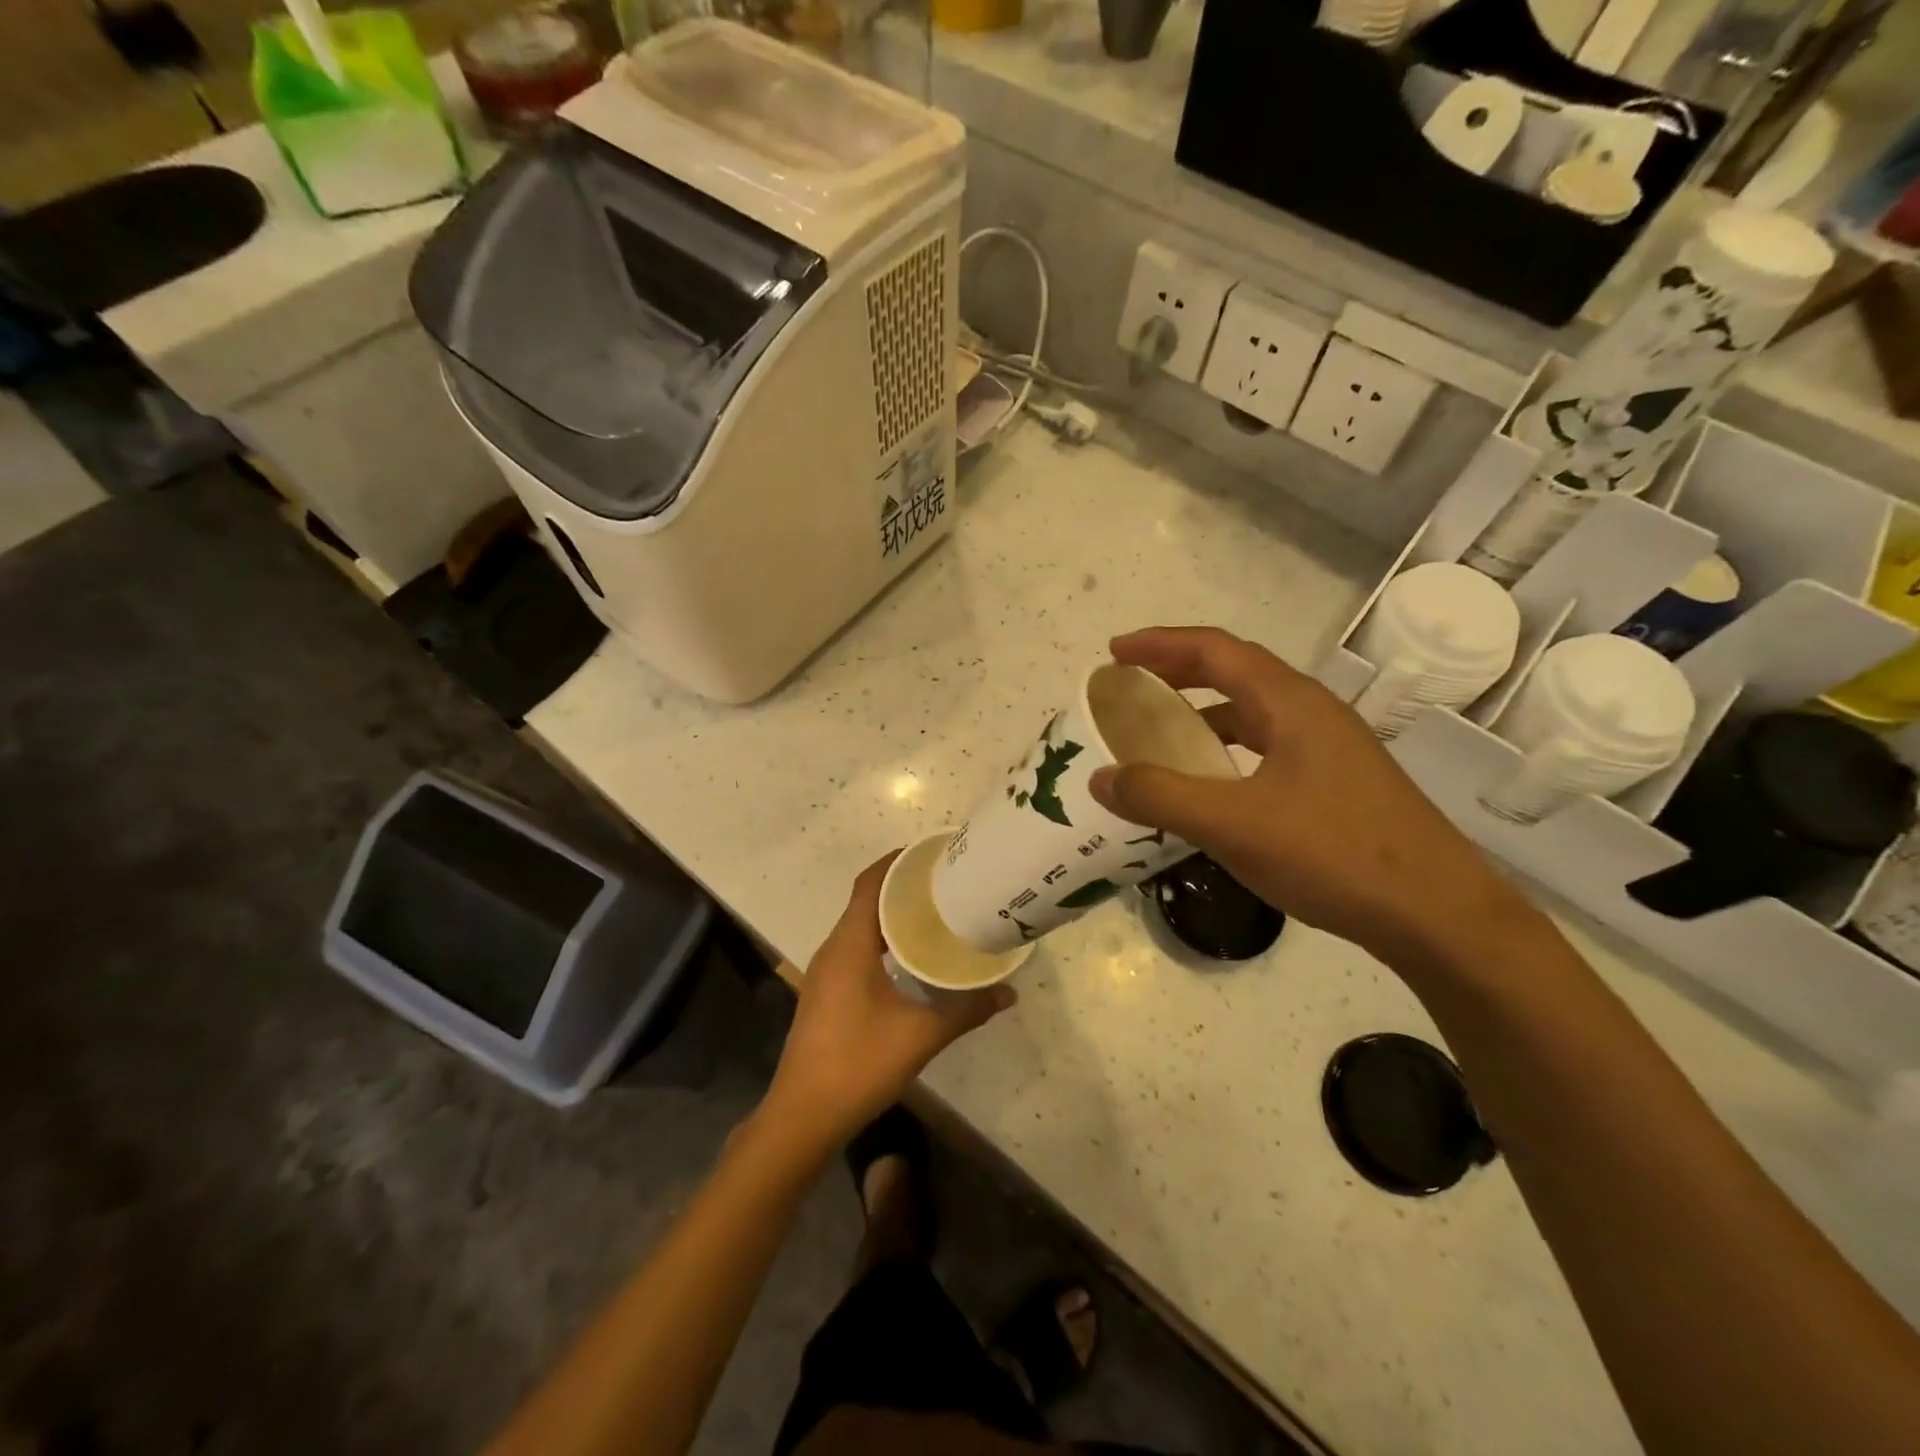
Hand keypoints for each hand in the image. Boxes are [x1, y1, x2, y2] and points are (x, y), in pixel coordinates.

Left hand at [762, 853, 1013, 1150]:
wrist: (802, 1115)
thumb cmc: (858, 1064)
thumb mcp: (920, 1036)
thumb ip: (966, 1011)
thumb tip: (1009, 993)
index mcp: (849, 945)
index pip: (870, 883)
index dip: (896, 861)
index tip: (931, 853)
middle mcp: (833, 949)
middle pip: (866, 900)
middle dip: (902, 887)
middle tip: (945, 883)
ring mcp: (826, 972)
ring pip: (860, 926)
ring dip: (892, 915)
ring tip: (934, 913)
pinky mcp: (826, 992)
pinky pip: (855, 948)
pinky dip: (882, 940)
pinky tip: (910, 958)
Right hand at [1088, 627, 1523, 964]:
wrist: (1438, 915)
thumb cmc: (1335, 855)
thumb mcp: (1234, 826)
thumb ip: (1161, 798)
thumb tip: (1100, 777)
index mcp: (1290, 704)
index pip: (1215, 650)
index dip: (1160, 644)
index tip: (1114, 653)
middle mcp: (1312, 713)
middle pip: (1235, 672)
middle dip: (1178, 671)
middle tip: (1130, 686)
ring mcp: (1331, 748)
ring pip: (1254, 711)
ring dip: (1204, 712)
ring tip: (1163, 733)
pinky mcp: (1338, 782)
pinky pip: (1268, 746)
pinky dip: (1228, 749)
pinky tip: (1214, 784)